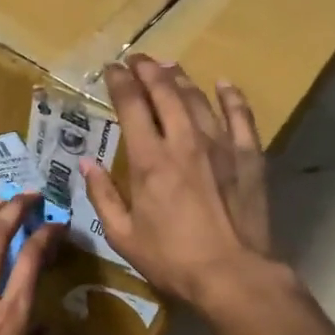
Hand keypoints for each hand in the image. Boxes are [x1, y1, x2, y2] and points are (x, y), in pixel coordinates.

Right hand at [80, 56, 273, 306]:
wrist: (232, 274)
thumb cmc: (171, 259)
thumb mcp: (123, 235)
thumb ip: (102, 195)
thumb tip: (85, 163)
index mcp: (149, 159)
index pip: (132, 105)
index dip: (120, 82)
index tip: (112, 69)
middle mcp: (184, 141)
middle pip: (166, 91)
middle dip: (148, 70)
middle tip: (137, 60)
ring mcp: (221, 145)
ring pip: (199, 98)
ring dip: (181, 78)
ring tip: (169, 67)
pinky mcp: (249, 156)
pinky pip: (241, 116)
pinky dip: (231, 96)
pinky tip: (223, 84)